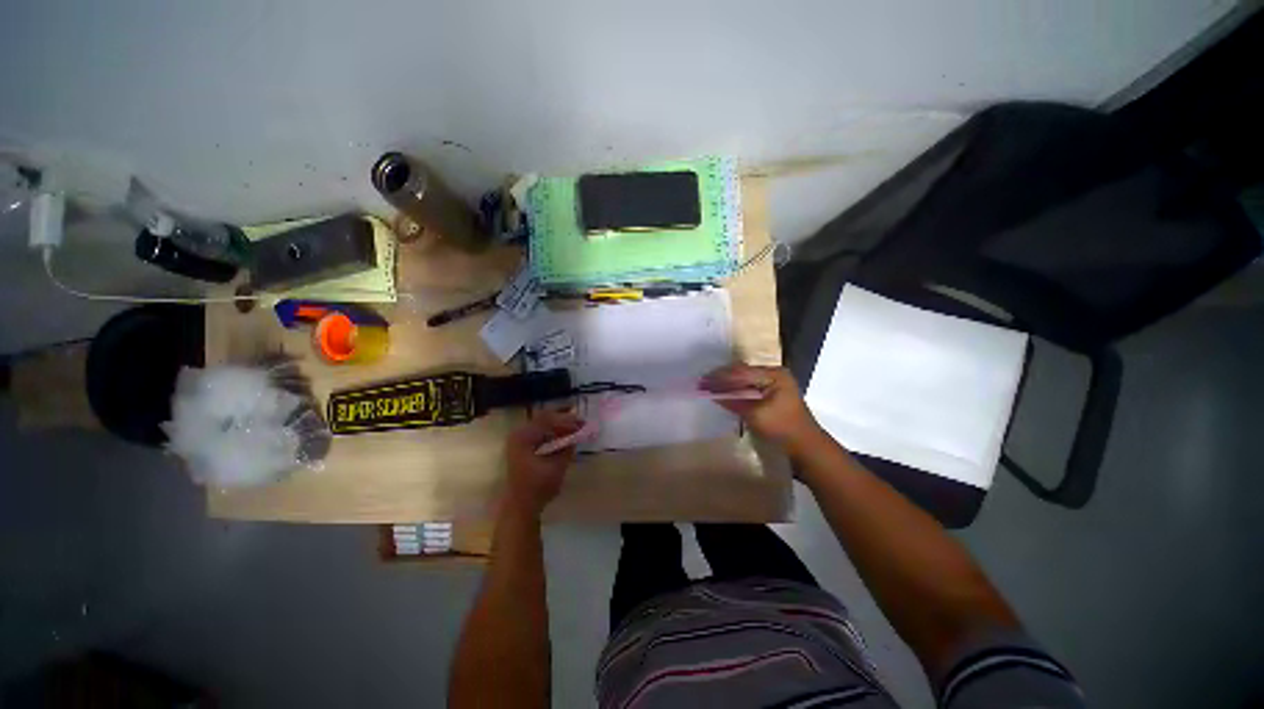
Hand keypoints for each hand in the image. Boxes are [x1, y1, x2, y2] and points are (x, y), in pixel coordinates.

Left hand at [503, 409, 583, 516]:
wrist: (521, 507)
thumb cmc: (538, 487)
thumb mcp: (557, 466)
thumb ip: (568, 446)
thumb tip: (579, 433)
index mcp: (524, 437)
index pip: (547, 420)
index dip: (566, 419)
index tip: (582, 423)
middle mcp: (519, 434)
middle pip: (544, 419)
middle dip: (564, 419)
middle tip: (581, 422)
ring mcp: (519, 440)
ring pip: (542, 425)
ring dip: (559, 425)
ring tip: (576, 428)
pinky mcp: (522, 447)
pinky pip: (540, 433)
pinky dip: (553, 433)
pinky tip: (565, 436)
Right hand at [700, 363, 824, 452]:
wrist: (806, 449)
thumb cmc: (783, 429)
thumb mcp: (756, 415)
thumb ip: (733, 400)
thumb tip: (710, 392)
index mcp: (775, 374)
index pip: (741, 371)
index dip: (720, 376)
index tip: (701, 381)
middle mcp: (774, 374)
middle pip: (742, 373)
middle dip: (721, 378)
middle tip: (701, 384)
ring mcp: (773, 385)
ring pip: (744, 380)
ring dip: (726, 384)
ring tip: (708, 388)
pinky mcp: (770, 395)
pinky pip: (748, 388)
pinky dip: (735, 391)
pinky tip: (722, 394)